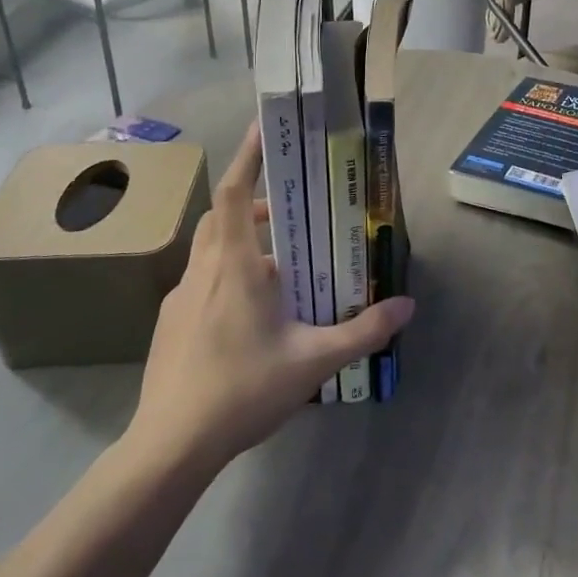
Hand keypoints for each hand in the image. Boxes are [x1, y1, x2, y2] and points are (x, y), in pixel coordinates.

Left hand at [125, 123, 413, 471]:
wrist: (170, 447)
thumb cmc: (243, 390)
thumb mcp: (314, 361)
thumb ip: (364, 331)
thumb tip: (408, 306)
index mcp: (234, 267)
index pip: (235, 194)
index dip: (248, 157)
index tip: (264, 129)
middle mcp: (202, 272)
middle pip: (223, 217)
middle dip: (256, 204)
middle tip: (293, 214)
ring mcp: (179, 299)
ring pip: (210, 251)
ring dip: (243, 244)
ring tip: (281, 271)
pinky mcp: (169, 325)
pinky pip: (202, 283)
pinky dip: (227, 278)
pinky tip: (250, 317)